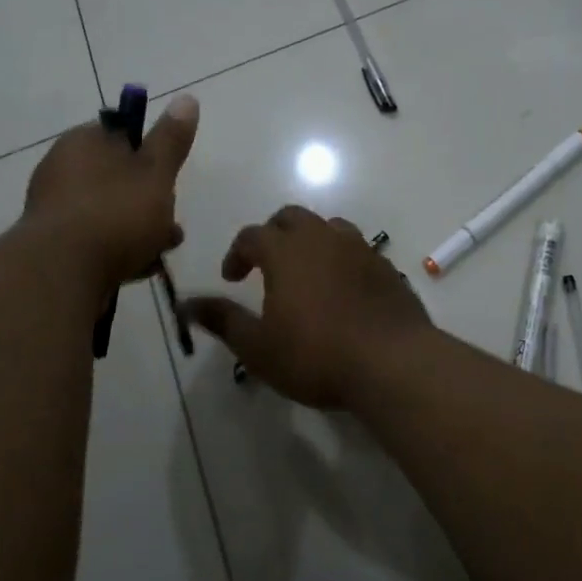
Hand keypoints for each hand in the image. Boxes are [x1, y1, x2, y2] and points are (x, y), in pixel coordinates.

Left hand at [24, 93, 197, 292]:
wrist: (60, 272)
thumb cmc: (115, 213)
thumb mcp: (156, 172)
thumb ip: (171, 139)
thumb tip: (187, 98)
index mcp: (83, 141)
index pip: (121, 134)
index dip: (151, 154)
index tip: (170, 178)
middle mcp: (61, 168)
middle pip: (117, 177)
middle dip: (150, 199)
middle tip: (172, 223)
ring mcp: (53, 208)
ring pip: (108, 210)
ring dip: (138, 228)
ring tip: (162, 250)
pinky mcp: (51, 245)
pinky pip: (93, 239)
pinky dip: (117, 249)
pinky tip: (139, 268)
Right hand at [181, 206, 433, 409]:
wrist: (393, 363)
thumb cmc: (316, 355)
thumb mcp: (259, 347)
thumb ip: (223, 320)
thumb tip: (187, 304)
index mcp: (286, 252)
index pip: (252, 235)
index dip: (236, 253)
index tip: (232, 278)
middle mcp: (323, 239)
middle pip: (292, 217)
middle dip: (273, 234)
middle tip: (266, 265)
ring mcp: (360, 249)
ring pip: (329, 226)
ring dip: (310, 240)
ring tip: (305, 271)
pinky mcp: (386, 267)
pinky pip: (357, 249)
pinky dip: (341, 258)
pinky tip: (342, 288)